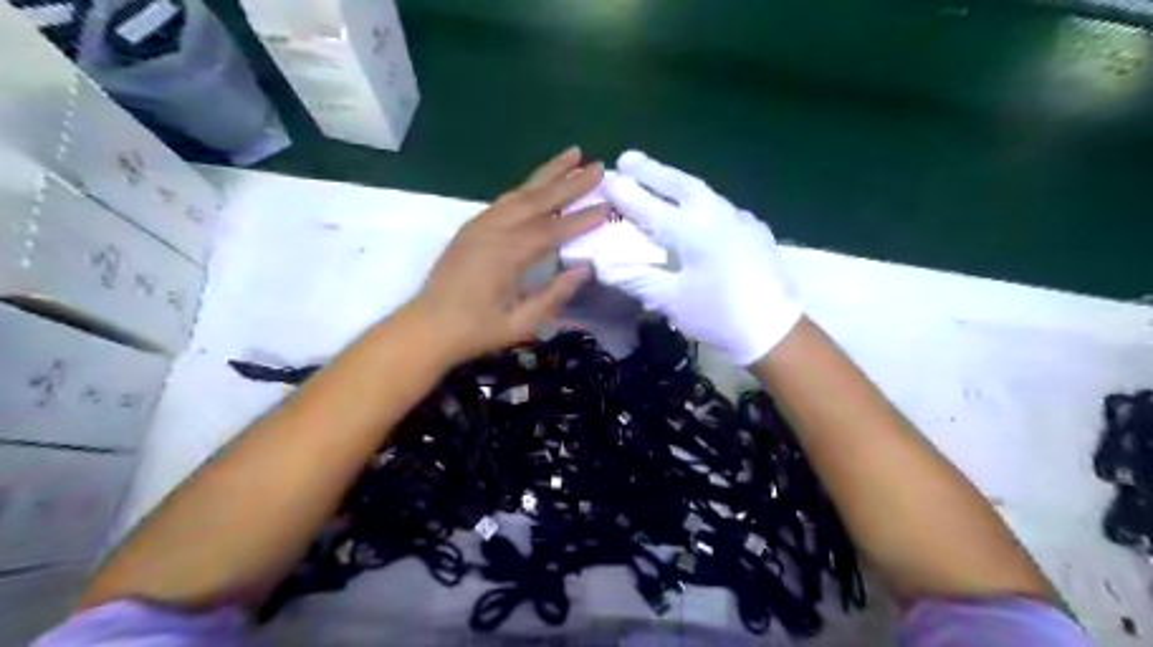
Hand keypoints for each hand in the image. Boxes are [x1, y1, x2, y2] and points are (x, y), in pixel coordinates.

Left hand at [408, 146, 605, 366]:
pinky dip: (526, 187)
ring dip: (548, 173)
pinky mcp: (472, 227)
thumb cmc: (475, 331)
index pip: (553, 230)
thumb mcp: (520, 325)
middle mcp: (495, 231)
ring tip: (573, 155)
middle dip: (571, 182)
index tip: (608, 206)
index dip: (582, 218)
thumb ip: (553, 296)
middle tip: (599, 166)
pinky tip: (539, 183)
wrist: (427, 327)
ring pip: (520, 192)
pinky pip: (505, 199)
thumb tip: (584, 270)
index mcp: (508, 255)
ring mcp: (481, 225)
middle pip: (539, 199)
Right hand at [593, 149, 803, 364]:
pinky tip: (694, 210)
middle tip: (628, 158)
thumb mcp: (671, 301)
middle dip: (651, 171)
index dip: (625, 194)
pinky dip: (698, 200)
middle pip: (679, 184)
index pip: (650, 207)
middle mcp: (717, 214)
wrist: (775, 329)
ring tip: (657, 177)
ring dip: (675, 181)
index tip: (606, 178)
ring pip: (701, 191)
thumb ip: (637, 278)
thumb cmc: (718, 315)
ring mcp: (739, 218)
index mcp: (693, 231)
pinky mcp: (754, 228)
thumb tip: (603, 265)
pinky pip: (719, 206)